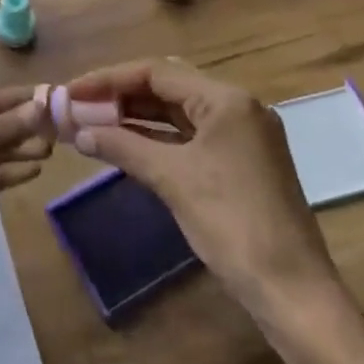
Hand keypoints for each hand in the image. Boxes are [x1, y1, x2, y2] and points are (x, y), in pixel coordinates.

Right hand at [64, 60, 341, 314]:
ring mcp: (240, 135)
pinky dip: (155, 138)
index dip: (108, 79)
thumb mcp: (173, 180)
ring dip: (135, 116)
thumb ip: (123, 147)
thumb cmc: (233, 224)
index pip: (156, 72)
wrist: (292, 291)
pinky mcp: (239, 161)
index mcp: (227, 100)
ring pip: (177, 112)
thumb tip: (79, 132)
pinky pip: (188, 136)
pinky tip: (123, 144)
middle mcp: (236, 107)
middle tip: (79, 106)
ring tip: (92, 123)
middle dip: (120, 94)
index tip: (71, 92)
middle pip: (167, 86)